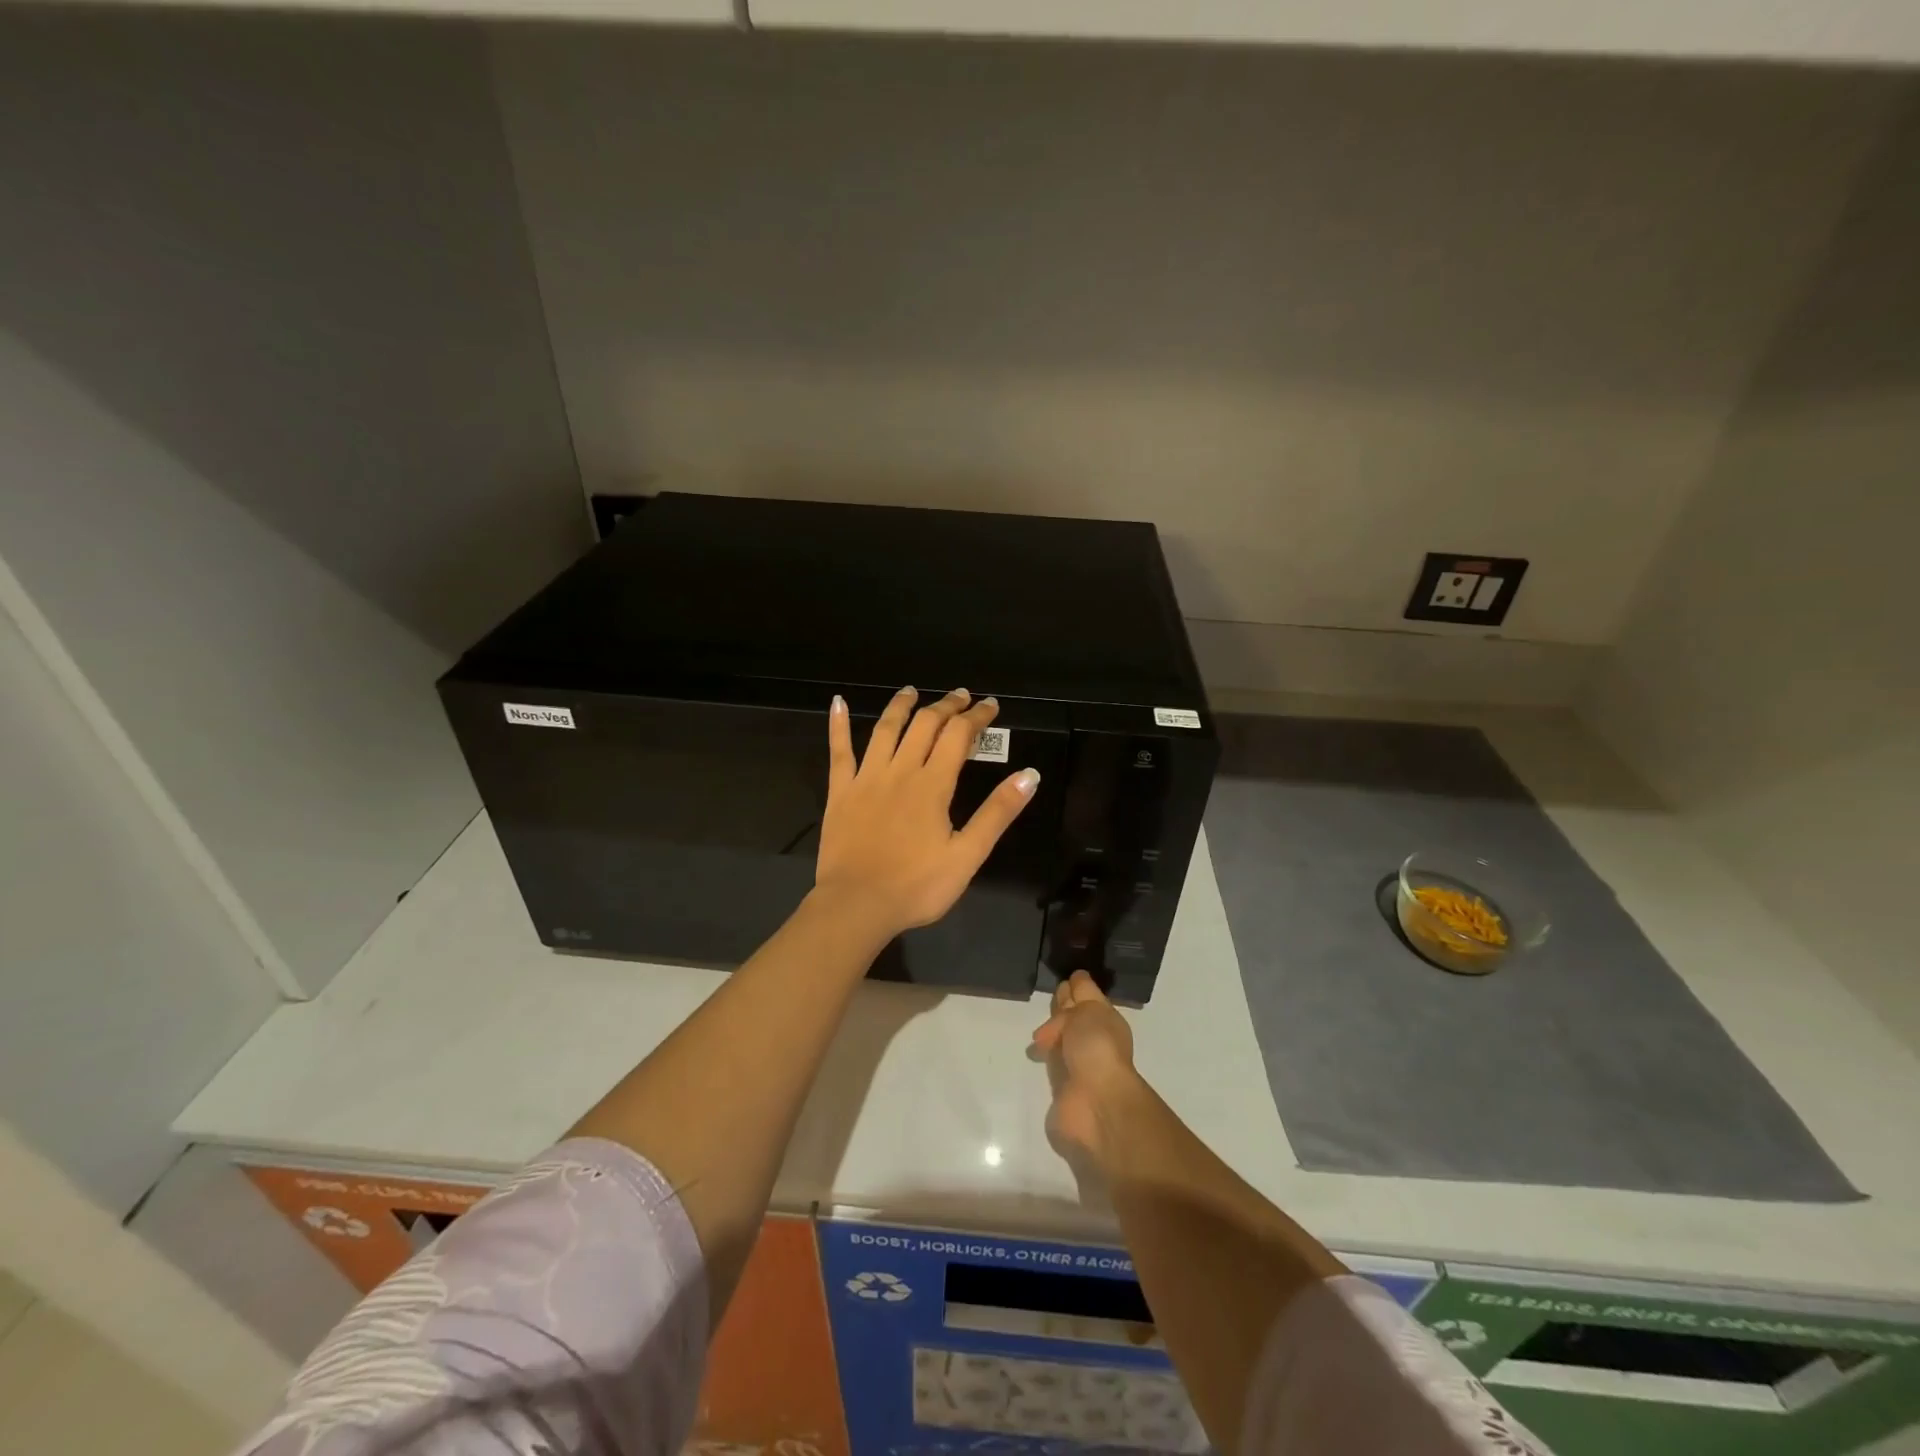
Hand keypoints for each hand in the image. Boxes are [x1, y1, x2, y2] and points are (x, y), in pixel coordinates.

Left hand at [814, 687, 1039, 939]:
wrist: (857, 906)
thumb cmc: (917, 886)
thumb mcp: (968, 855)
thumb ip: (998, 812)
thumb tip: (1029, 775)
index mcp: (933, 785)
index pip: (958, 736)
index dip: (976, 716)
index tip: (990, 705)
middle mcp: (900, 771)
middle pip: (924, 725)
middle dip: (945, 706)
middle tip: (960, 696)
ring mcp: (866, 779)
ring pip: (884, 730)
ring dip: (901, 706)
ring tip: (912, 691)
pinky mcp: (840, 792)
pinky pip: (838, 751)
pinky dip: (837, 725)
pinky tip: (838, 703)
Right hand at [1032, 970, 1143, 1168]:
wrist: (1094, 1102)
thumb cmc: (1096, 1046)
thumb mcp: (1090, 1008)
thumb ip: (1081, 994)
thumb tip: (1074, 981)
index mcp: (1105, 1021)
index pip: (1086, 997)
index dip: (1075, 987)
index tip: (1061, 977)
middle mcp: (1093, 1041)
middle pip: (1074, 1019)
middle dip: (1062, 1008)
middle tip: (1048, 996)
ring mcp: (1077, 1065)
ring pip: (1061, 1040)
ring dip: (1051, 1033)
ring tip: (1037, 1029)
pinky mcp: (1062, 1087)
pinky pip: (1051, 1064)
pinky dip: (1043, 1056)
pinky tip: (1033, 1050)